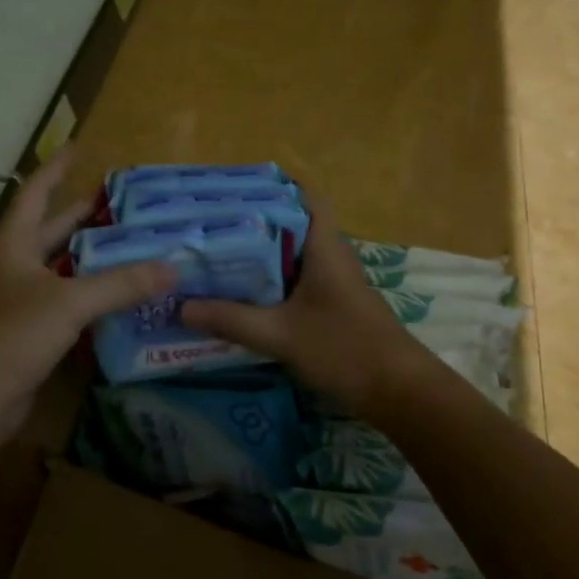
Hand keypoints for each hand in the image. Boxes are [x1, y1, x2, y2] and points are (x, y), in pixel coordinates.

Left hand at [0, 146, 173, 444]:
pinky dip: (89, 298)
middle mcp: (13, 266)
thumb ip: (121, 284)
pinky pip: (64, 305)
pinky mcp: (27, 334)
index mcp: (13, 244)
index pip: (35, 193)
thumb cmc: (12, 334)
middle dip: (81, 216)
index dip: (56, 169)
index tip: (78, 147)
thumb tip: (173, 267)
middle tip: (120, 203)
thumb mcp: (70, 302)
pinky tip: (117, 299)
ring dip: (90, 260)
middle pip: (50, 231)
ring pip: (60, 270)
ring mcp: (18, 301)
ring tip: (129, 246)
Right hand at [181, 189, 428, 415]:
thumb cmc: (343, 348)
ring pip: (292, 257)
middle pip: (291, 226)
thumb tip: (181, 306)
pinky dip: (270, 283)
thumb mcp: (280, 334)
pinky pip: (296, 283)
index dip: (273, 187)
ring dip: (260, 256)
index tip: (234, 189)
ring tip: (215, 255)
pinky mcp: (332, 307)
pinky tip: (241, 295)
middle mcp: (331, 257)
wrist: (398, 391)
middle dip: (252, 223)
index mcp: (324, 247)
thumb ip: (231, 320)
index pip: (304, 197)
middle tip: (209, 225)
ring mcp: (333, 284)